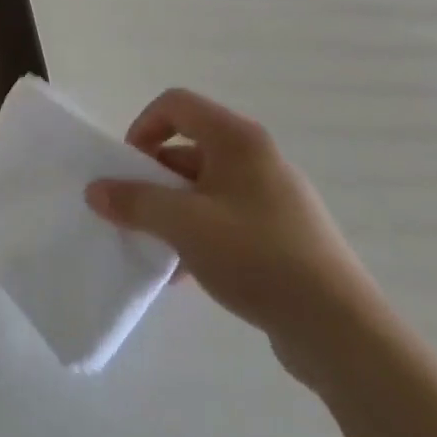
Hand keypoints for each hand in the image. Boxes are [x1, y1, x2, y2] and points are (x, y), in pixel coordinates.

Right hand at [85, 88, 381, 385]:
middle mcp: (257, 158)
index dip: (142, 127)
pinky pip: (224, 218)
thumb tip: (95, 190)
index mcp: (238, 140)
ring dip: (171, 211)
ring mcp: (273, 197)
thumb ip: (133, 201)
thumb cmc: (257, 257)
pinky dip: (198, 235)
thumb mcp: (182, 225)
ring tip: (158, 248)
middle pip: (187, 147)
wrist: (341, 331)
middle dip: (152, 178)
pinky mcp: (282, 234)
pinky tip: (185, 274)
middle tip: (135, 211)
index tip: (128, 168)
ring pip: (203, 188)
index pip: (175, 104)